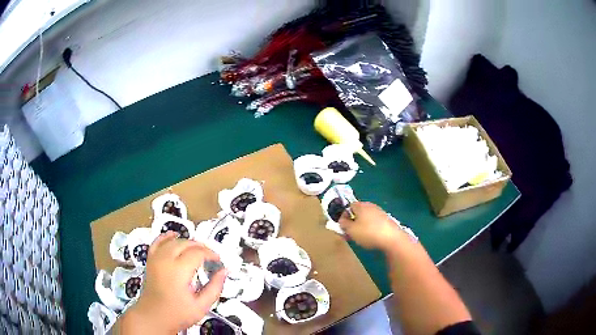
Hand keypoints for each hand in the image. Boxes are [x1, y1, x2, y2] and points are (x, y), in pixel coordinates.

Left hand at [119, 231, 225, 333]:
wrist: (153, 317)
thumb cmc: (178, 313)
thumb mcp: (201, 306)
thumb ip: (215, 287)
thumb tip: (224, 271)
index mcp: (179, 270)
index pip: (198, 253)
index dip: (211, 254)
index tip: (218, 261)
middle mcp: (166, 259)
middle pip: (186, 243)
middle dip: (201, 247)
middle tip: (211, 257)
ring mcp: (156, 258)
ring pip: (173, 241)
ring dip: (187, 242)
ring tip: (197, 251)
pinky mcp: (150, 260)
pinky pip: (157, 242)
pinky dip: (166, 237)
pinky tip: (173, 235)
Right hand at [339, 202, 402, 251]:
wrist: (392, 239)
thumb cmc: (368, 233)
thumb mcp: (351, 230)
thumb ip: (343, 224)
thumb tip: (342, 219)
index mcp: (361, 205)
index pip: (349, 206)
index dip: (344, 216)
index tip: (343, 227)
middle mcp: (371, 206)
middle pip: (358, 212)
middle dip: (353, 222)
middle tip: (351, 234)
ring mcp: (380, 213)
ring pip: (366, 218)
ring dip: (362, 226)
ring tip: (361, 238)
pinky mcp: (387, 220)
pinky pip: (375, 223)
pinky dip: (371, 229)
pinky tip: (372, 238)